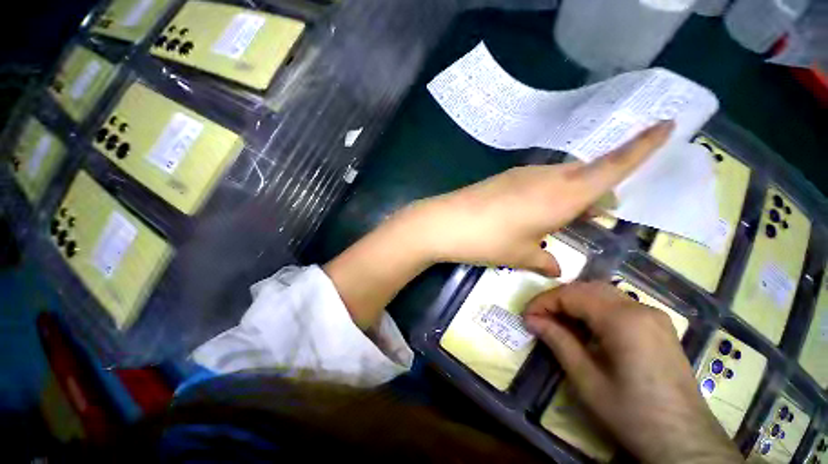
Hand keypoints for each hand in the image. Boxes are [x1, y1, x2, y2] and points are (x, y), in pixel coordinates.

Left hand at [408, 121, 673, 275]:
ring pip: (562, 178)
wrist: (445, 222)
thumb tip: (555, 268)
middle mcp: (547, 177)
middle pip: (587, 174)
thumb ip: (543, 261)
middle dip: (601, 189)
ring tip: (567, 218)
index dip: (644, 146)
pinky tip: (535, 212)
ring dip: (572, 194)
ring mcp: (523, 175)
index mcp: (563, 195)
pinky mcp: (504, 179)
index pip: (614, 166)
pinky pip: (538, 182)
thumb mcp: (520, 255)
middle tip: (600, 213)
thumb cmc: (487, 240)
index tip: (669, 124)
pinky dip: (548, 194)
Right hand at [523, 282, 742, 463]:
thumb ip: (558, 341)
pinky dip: (593, 308)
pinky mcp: (658, 325)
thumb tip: (531, 319)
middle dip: (557, 299)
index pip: (571, 294)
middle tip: (539, 317)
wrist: (685, 442)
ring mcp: (653, 315)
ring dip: (574, 302)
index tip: (526, 317)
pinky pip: (617, 304)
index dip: (543, 302)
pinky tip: (586, 328)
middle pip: (586, 288)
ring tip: (557, 321)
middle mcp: (640, 308)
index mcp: (623, 320)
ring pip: (602, 293)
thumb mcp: (586, 380)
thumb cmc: (632, 414)